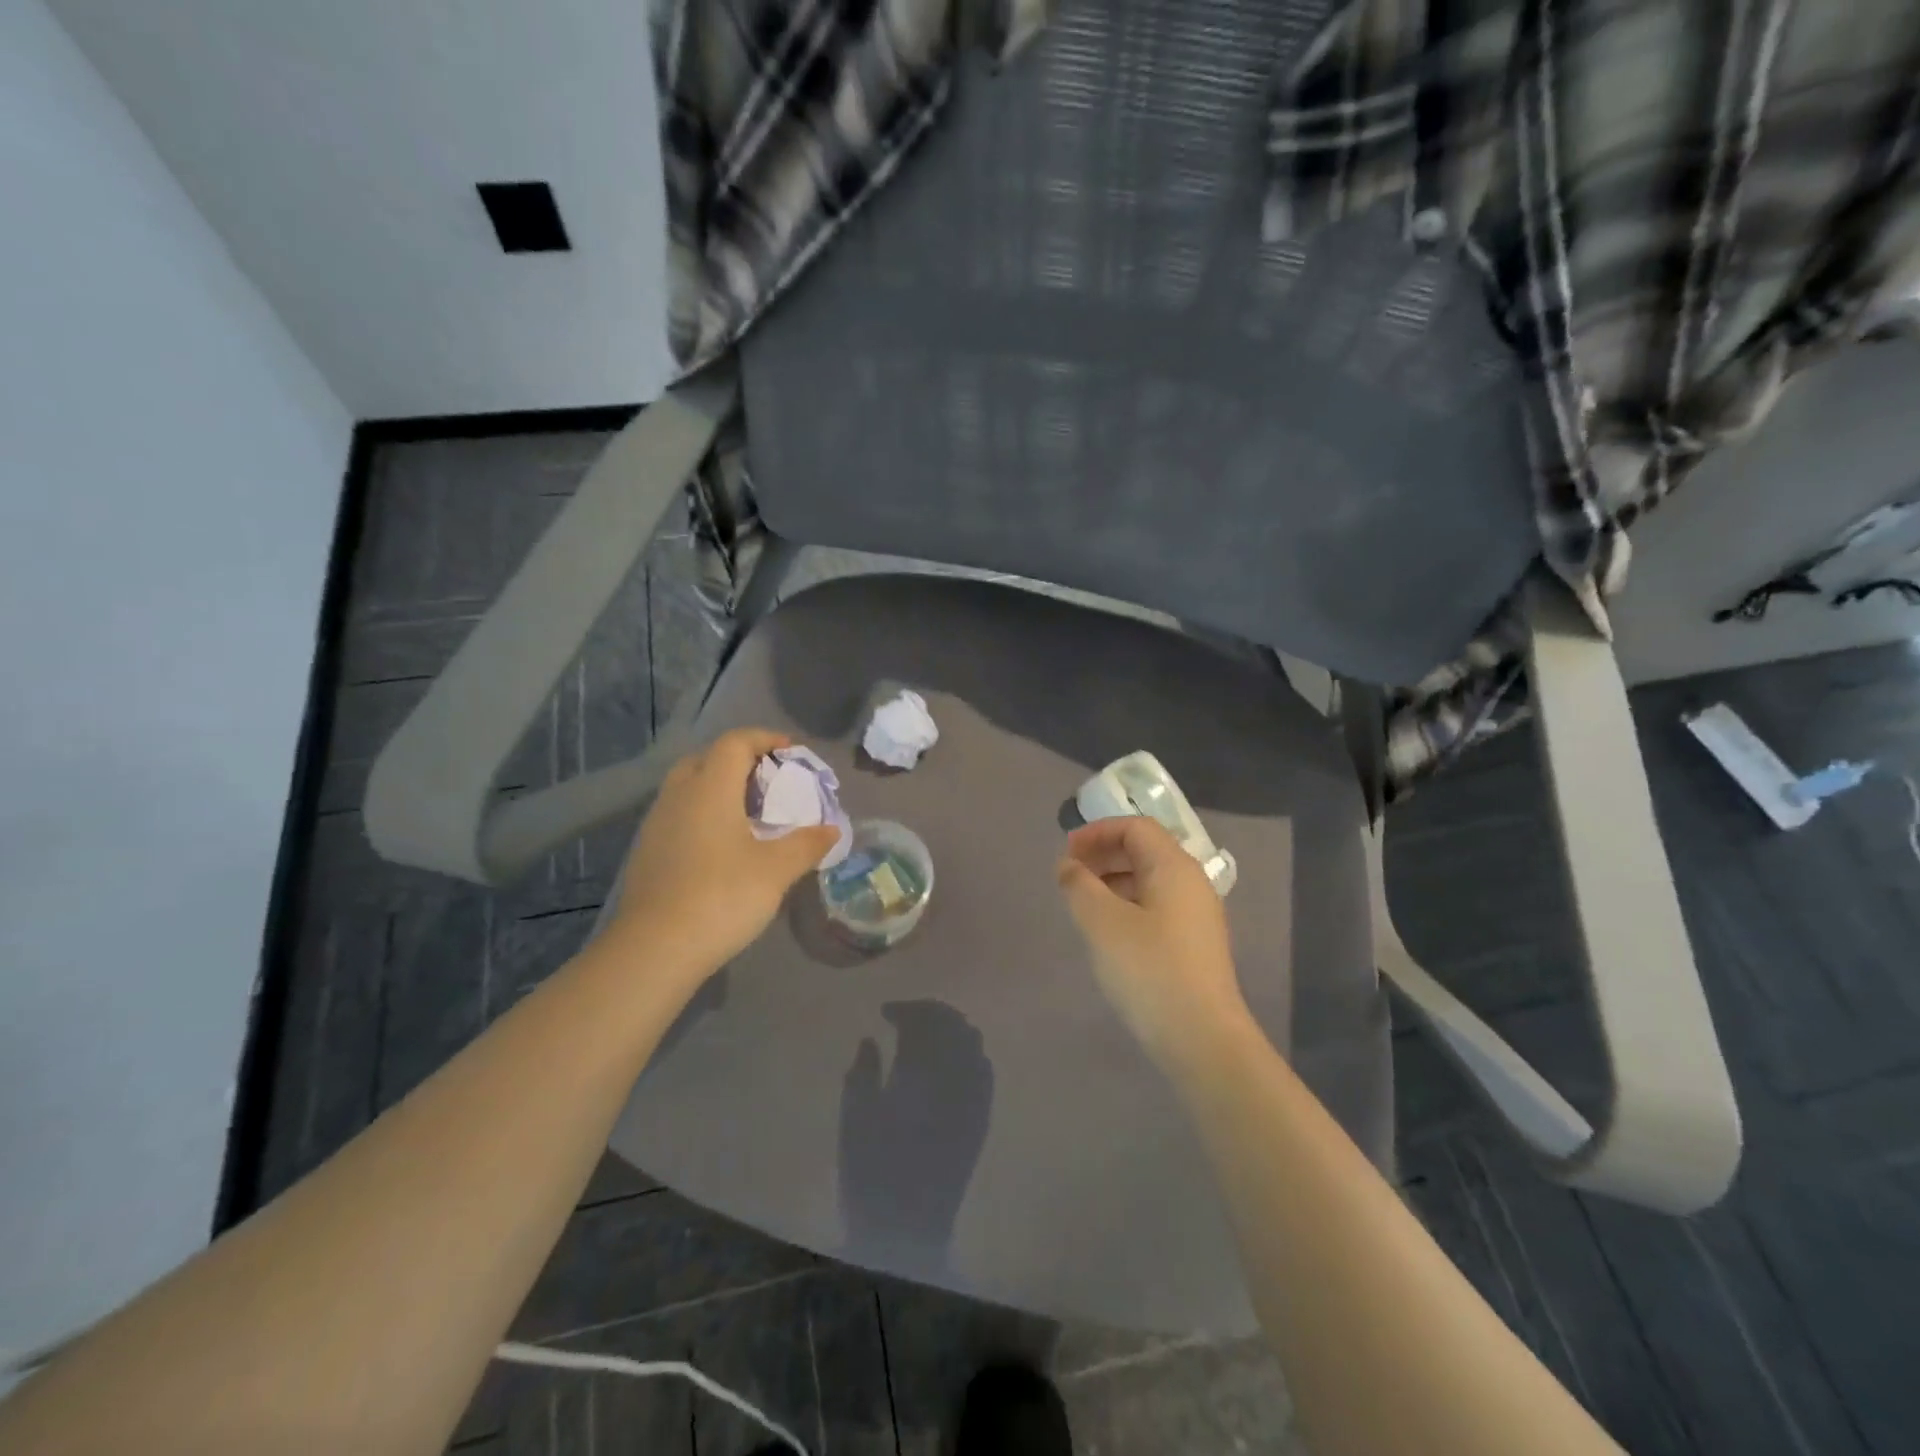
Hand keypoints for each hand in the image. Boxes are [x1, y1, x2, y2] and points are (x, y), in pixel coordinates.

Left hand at [606, 729, 838, 980]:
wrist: (655, 949)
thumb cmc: (722, 896)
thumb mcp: (776, 870)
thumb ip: (807, 844)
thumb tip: (833, 830)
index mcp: (710, 788)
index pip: (735, 743)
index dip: (765, 739)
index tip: (791, 751)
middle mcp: (678, 796)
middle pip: (706, 759)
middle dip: (739, 761)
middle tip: (768, 782)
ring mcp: (656, 824)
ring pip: (687, 787)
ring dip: (718, 788)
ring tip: (748, 814)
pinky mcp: (646, 852)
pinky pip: (678, 815)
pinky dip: (702, 815)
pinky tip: (721, 846)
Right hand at [1056, 816, 1249, 1066]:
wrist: (1202, 1038)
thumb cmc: (1149, 970)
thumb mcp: (1102, 922)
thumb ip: (1079, 884)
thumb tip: (1068, 865)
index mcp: (1174, 867)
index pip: (1135, 827)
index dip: (1096, 832)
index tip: (1066, 854)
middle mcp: (1191, 883)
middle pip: (1144, 850)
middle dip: (1103, 855)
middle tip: (1069, 877)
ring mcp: (1197, 915)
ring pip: (1149, 880)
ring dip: (1112, 882)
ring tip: (1083, 905)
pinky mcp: (1194, 944)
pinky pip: (1156, 907)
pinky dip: (1127, 905)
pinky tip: (1108, 933)